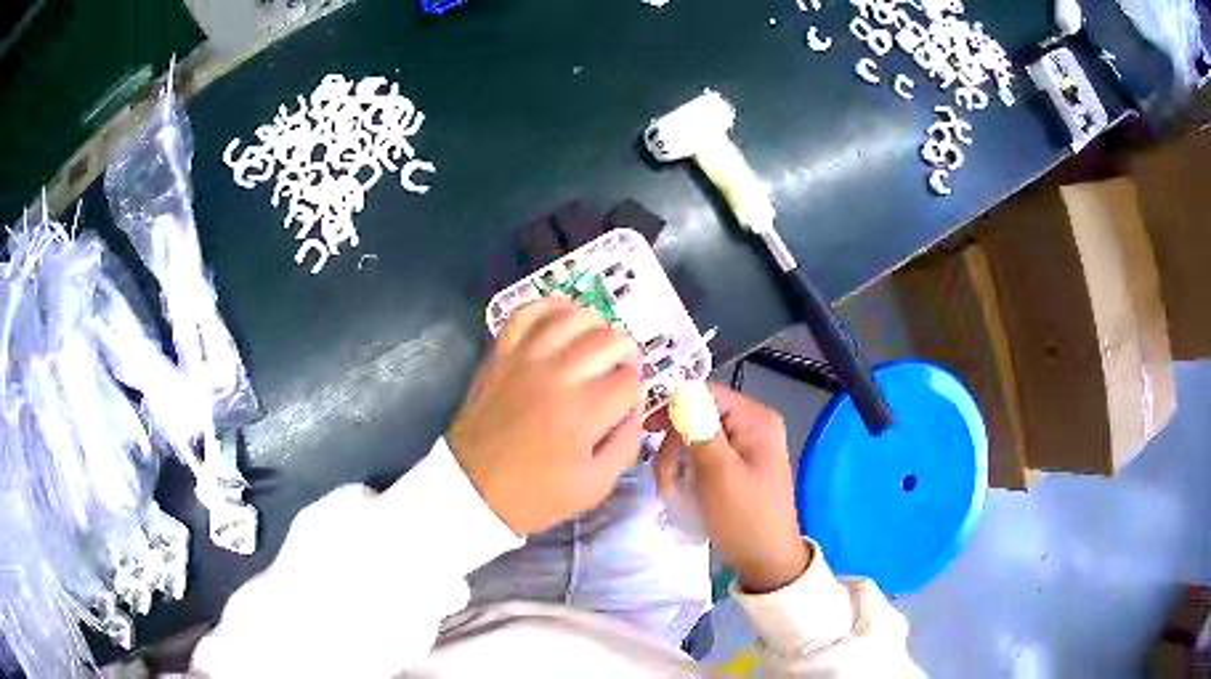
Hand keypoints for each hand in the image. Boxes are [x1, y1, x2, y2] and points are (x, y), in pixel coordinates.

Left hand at [449, 298, 644, 535]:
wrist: (471, 487)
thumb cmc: (535, 494)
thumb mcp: (594, 486)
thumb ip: (626, 445)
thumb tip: (635, 410)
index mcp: (582, 411)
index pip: (630, 383)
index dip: (635, 395)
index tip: (625, 408)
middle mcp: (557, 374)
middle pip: (610, 340)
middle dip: (626, 357)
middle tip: (619, 375)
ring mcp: (525, 358)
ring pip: (574, 316)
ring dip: (597, 327)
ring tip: (596, 347)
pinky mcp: (502, 353)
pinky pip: (529, 312)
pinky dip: (552, 307)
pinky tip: (565, 320)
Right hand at [655, 384, 809, 592]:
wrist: (767, 561)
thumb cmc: (744, 517)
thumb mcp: (718, 473)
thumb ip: (698, 427)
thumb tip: (679, 389)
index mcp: (755, 418)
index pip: (705, 392)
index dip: (672, 405)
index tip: (645, 429)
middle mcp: (753, 424)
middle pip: (698, 416)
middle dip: (675, 445)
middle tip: (664, 478)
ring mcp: (746, 446)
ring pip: (696, 439)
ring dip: (678, 463)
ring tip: (673, 492)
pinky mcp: (738, 465)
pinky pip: (704, 457)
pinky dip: (689, 473)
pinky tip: (683, 494)